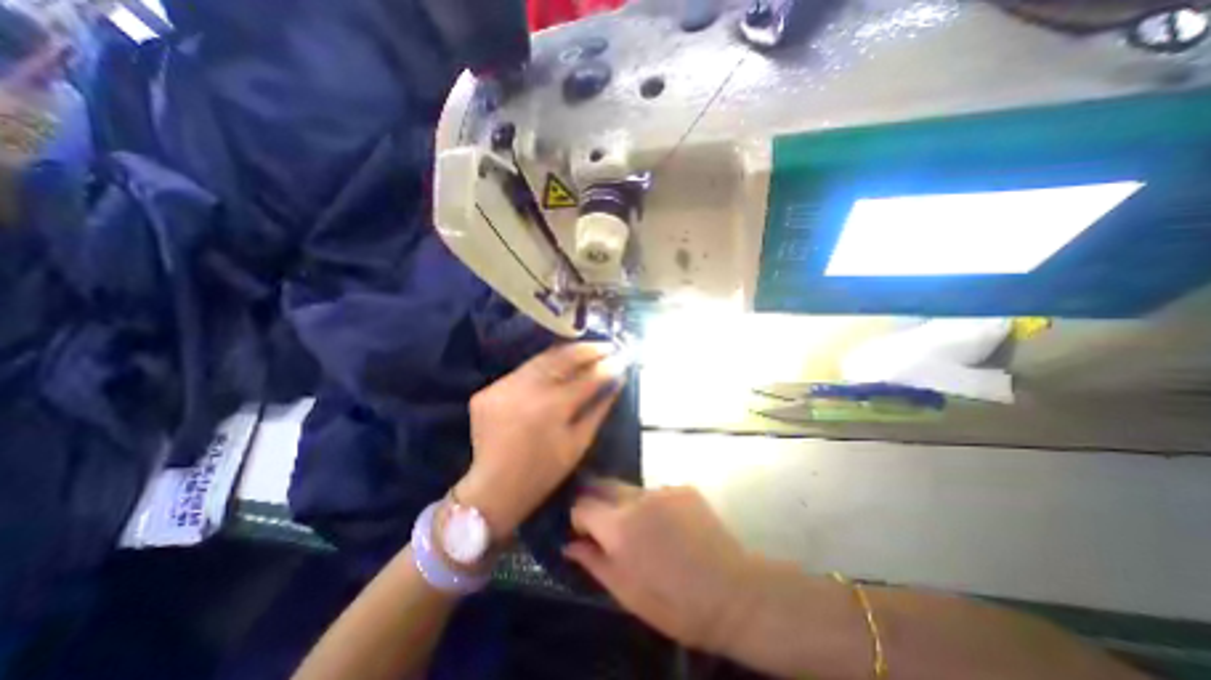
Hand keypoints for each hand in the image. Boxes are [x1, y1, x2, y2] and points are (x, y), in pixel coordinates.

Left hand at [455, 346, 624, 540]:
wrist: (493, 488)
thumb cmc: (544, 472)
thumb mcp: (579, 443)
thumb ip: (599, 408)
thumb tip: (616, 381)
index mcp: (552, 407)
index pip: (587, 377)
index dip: (607, 366)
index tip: (622, 358)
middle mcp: (526, 389)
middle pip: (562, 358)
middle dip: (587, 349)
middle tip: (606, 345)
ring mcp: (503, 387)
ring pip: (540, 359)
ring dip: (565, 353)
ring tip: (585, 350)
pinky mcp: (488, 390)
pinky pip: (522, 372)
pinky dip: (541, 369)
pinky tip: (555, 370)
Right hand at [560, 484, 753, 652]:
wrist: (732, 592)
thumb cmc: (675, 603)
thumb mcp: (627, 593)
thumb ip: (594, 562)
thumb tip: (570, 545)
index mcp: (619, 526)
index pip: (583, 505)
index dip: (578, 517)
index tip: (583, 531)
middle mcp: (638, 498)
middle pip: (604, 485)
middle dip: (598, 500)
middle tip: (606, 524)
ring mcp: (663, 489)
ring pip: (632, 490)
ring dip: (629, 505)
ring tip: (646, 531)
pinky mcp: (684, 488)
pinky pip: (658, 492)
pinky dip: (655, 506)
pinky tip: (671, 527)